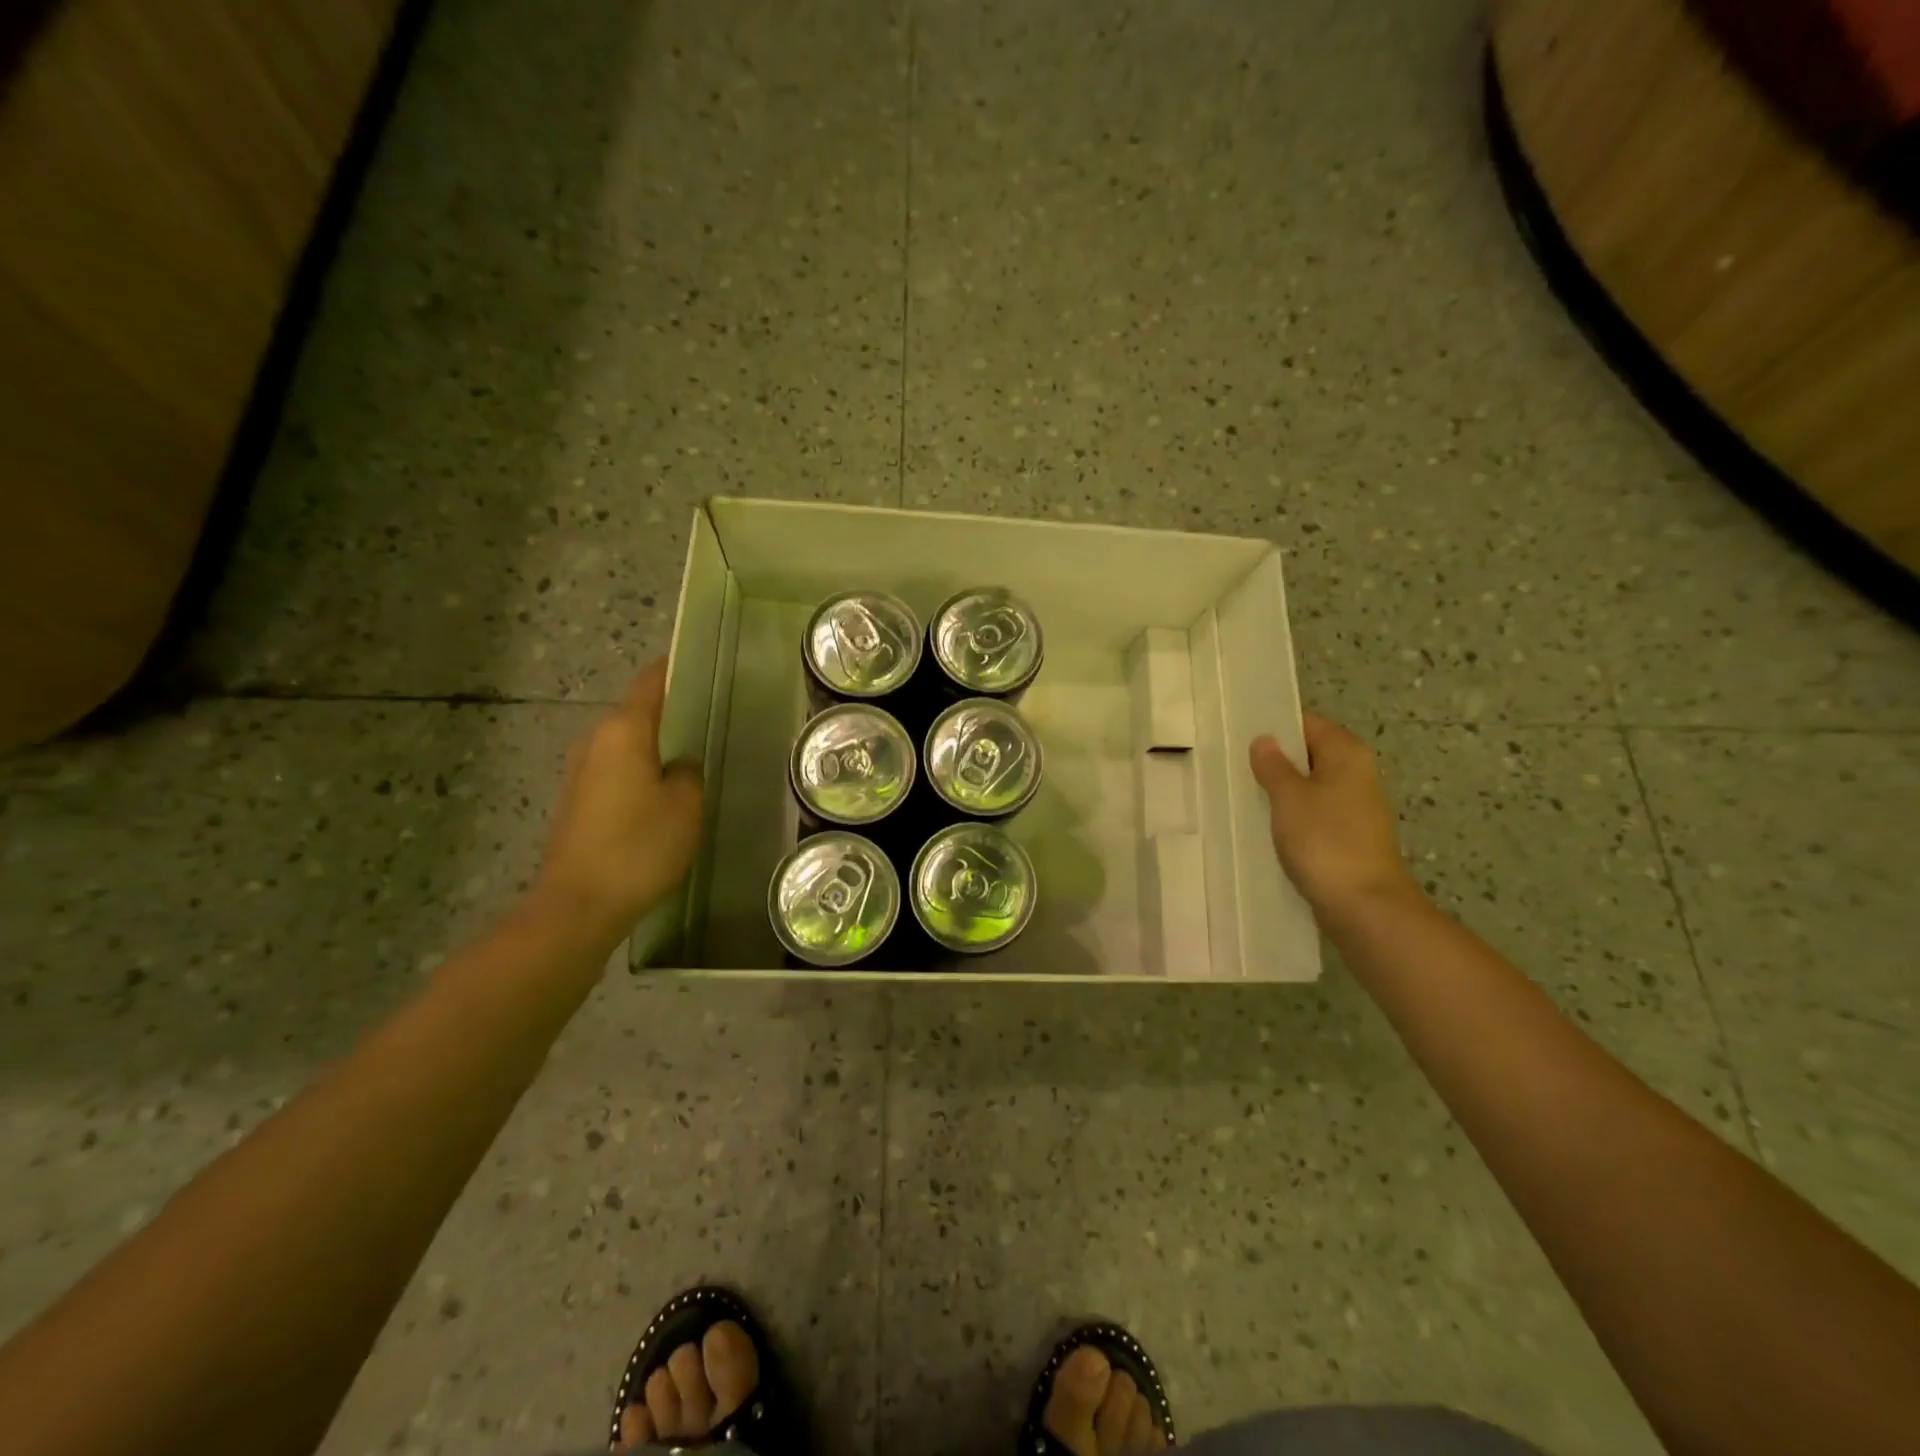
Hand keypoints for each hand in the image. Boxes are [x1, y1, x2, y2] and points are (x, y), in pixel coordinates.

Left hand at [532, 659, 703, 944]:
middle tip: (716, 715)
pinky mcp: (580, 799)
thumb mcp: (685, 805)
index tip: (708, 664)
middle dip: (674, 709)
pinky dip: (645, 768)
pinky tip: (669, 790)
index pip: (652, 681)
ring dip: (659, 743)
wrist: (578, 905)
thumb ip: (689, 771)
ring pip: (630, 742)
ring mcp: (583, 770)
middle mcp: (596, 739)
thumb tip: (680, 762)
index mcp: (623, 730)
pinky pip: (620, 768)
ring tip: (699, 752)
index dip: (678, 668)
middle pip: (639, 710)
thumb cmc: (638, 846)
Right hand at [1249, 714, 1417, 923]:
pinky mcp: (1347, 837)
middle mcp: (1356, 774)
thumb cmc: (1325, 841)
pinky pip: (1313, 814)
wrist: (1364, 905)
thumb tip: (1264, 740)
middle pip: (1309, 755)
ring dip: (1279, 791)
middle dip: (1273, 760)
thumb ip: (1273, 765)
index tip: (1239, 734)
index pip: (1307, 723)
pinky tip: (1264, 826)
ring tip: (1241, 794)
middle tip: (1232, 765)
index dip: (1275, 726)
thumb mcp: (1289, 797)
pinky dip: (1291, 816)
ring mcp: (1354, 808)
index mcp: (1347, 754)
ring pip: (1309, 787)